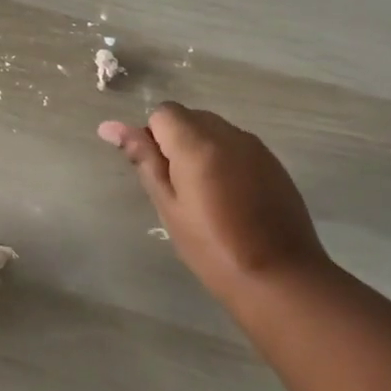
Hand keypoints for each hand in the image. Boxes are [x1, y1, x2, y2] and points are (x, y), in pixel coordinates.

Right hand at [99, 102, 328, 301]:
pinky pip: (237, 146)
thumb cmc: (212, 247)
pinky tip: (231, 199)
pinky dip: (225, 160)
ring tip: (206, 196)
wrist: (280, 277)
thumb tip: (110, 127)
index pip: (163, 113)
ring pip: (214, 130)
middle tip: (178, 189)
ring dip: (201, 150)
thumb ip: (143, 159)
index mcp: (197, 143)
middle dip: (176, 142)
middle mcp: (228, 134)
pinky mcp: (274, 163)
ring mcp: (255, 147)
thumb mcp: (168, 206)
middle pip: (190, 118)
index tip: (160, 175)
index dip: (154, 139)